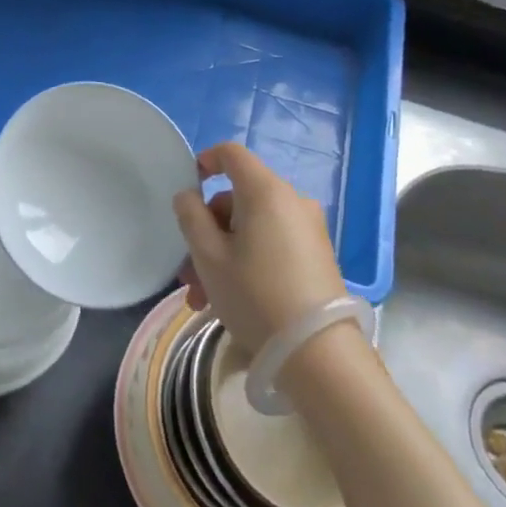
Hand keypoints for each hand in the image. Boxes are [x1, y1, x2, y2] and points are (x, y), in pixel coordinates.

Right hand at [172, 143, 344, 357]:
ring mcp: (308, 229)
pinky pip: (272, 243)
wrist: (318, 352)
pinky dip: (247, 261)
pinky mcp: (316, 255)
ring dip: (222, 254)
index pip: (232, 154)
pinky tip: (230, 301)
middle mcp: (292, 201)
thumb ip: (191, 217)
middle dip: (207, 231)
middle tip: (188, 272)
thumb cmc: (255, 295)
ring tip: (202, 299)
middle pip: (238, 199)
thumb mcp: (209, 257)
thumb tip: (188, 196)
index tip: (187, 187)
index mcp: (265, 191)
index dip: (205, 162)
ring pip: (252, 227)